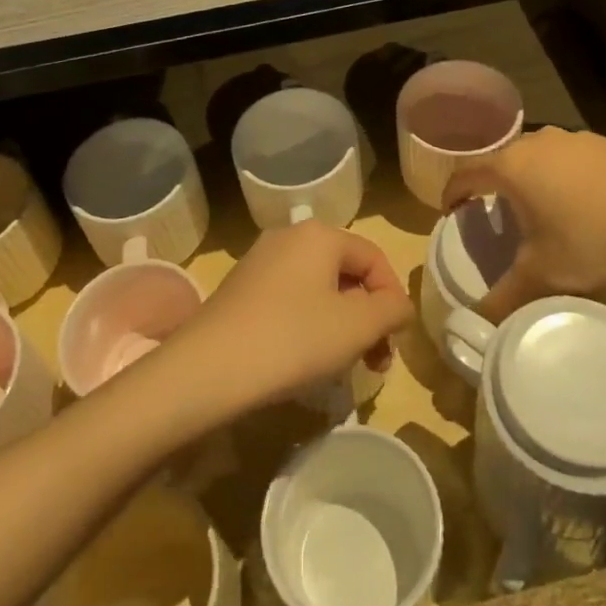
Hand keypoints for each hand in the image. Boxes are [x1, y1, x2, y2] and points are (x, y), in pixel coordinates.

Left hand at [169, 220, 412, 416]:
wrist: (207, 370)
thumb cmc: (292, 339)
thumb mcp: (357, 326)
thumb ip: (391, 310)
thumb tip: (397, 306)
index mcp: (319, 234)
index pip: (374, 258)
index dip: (393, 299)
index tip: (394, 342)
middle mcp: (288, 237)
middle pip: (345, 272)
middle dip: (367, 317)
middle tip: (374, 361)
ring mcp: (259, 262)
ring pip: (318, 289)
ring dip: (340, 324)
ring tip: (341, 366)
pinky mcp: (240, 290)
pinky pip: (290, 300)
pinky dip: (308, 326)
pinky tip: (303, 361)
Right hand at [441, 127, 605, 321]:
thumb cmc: (592, 240)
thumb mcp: (543, 275)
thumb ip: (504, 297)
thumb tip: (475, 323)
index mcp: (511, 166)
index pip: (466, 173)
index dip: (453, 194)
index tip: (452, 213)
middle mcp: (536, 142)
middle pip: (501, 160)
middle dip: (493, 185)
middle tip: (496, 214)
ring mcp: (573, 139)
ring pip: (537, 156)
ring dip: (530, 179)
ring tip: (538, 209)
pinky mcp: (604, 143)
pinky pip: (568, 157)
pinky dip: (562, 176)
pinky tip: (580, 202)